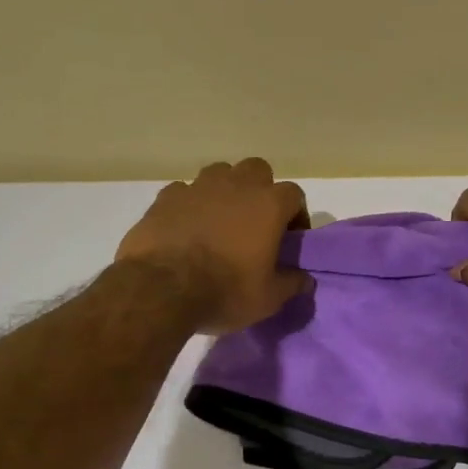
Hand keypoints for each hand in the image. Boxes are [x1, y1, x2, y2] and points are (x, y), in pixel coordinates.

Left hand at [115, 158, 310, 332]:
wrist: (161, 289)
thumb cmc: (226, 290)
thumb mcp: (268, 298)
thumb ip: (291, 284)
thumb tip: (305, 280)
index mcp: (269, 205)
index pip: (294, 195)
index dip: (296, 215)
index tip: (291, 238)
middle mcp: (236, 185)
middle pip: (258, 170)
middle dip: (260, 190)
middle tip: (256, 221)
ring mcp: (198, 187)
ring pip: (220, 173)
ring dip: (225, 190)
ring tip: (220, 220)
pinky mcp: (166, 197)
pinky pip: (185, 191)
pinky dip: (190, 204)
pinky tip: (187, 226)